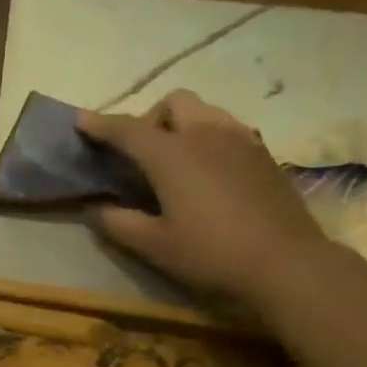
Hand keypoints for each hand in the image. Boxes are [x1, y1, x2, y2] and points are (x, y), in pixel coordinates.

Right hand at [80, 90, 328, 304]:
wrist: (285, 263)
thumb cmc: (210, 254)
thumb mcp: (153, 246)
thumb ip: (118, 222)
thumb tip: (97, 208)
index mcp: (172, 154)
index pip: (127, 129)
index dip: (100, 124)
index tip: (80, 120)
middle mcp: (206, 134)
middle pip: (173, 102)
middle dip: (150, 118)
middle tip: (140, 154)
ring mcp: (241, 139)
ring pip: (204, 111)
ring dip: (181, 124)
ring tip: (174, 160)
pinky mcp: (263, 154)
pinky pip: (228, 129)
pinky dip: (207, 138)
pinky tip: (207, 171)